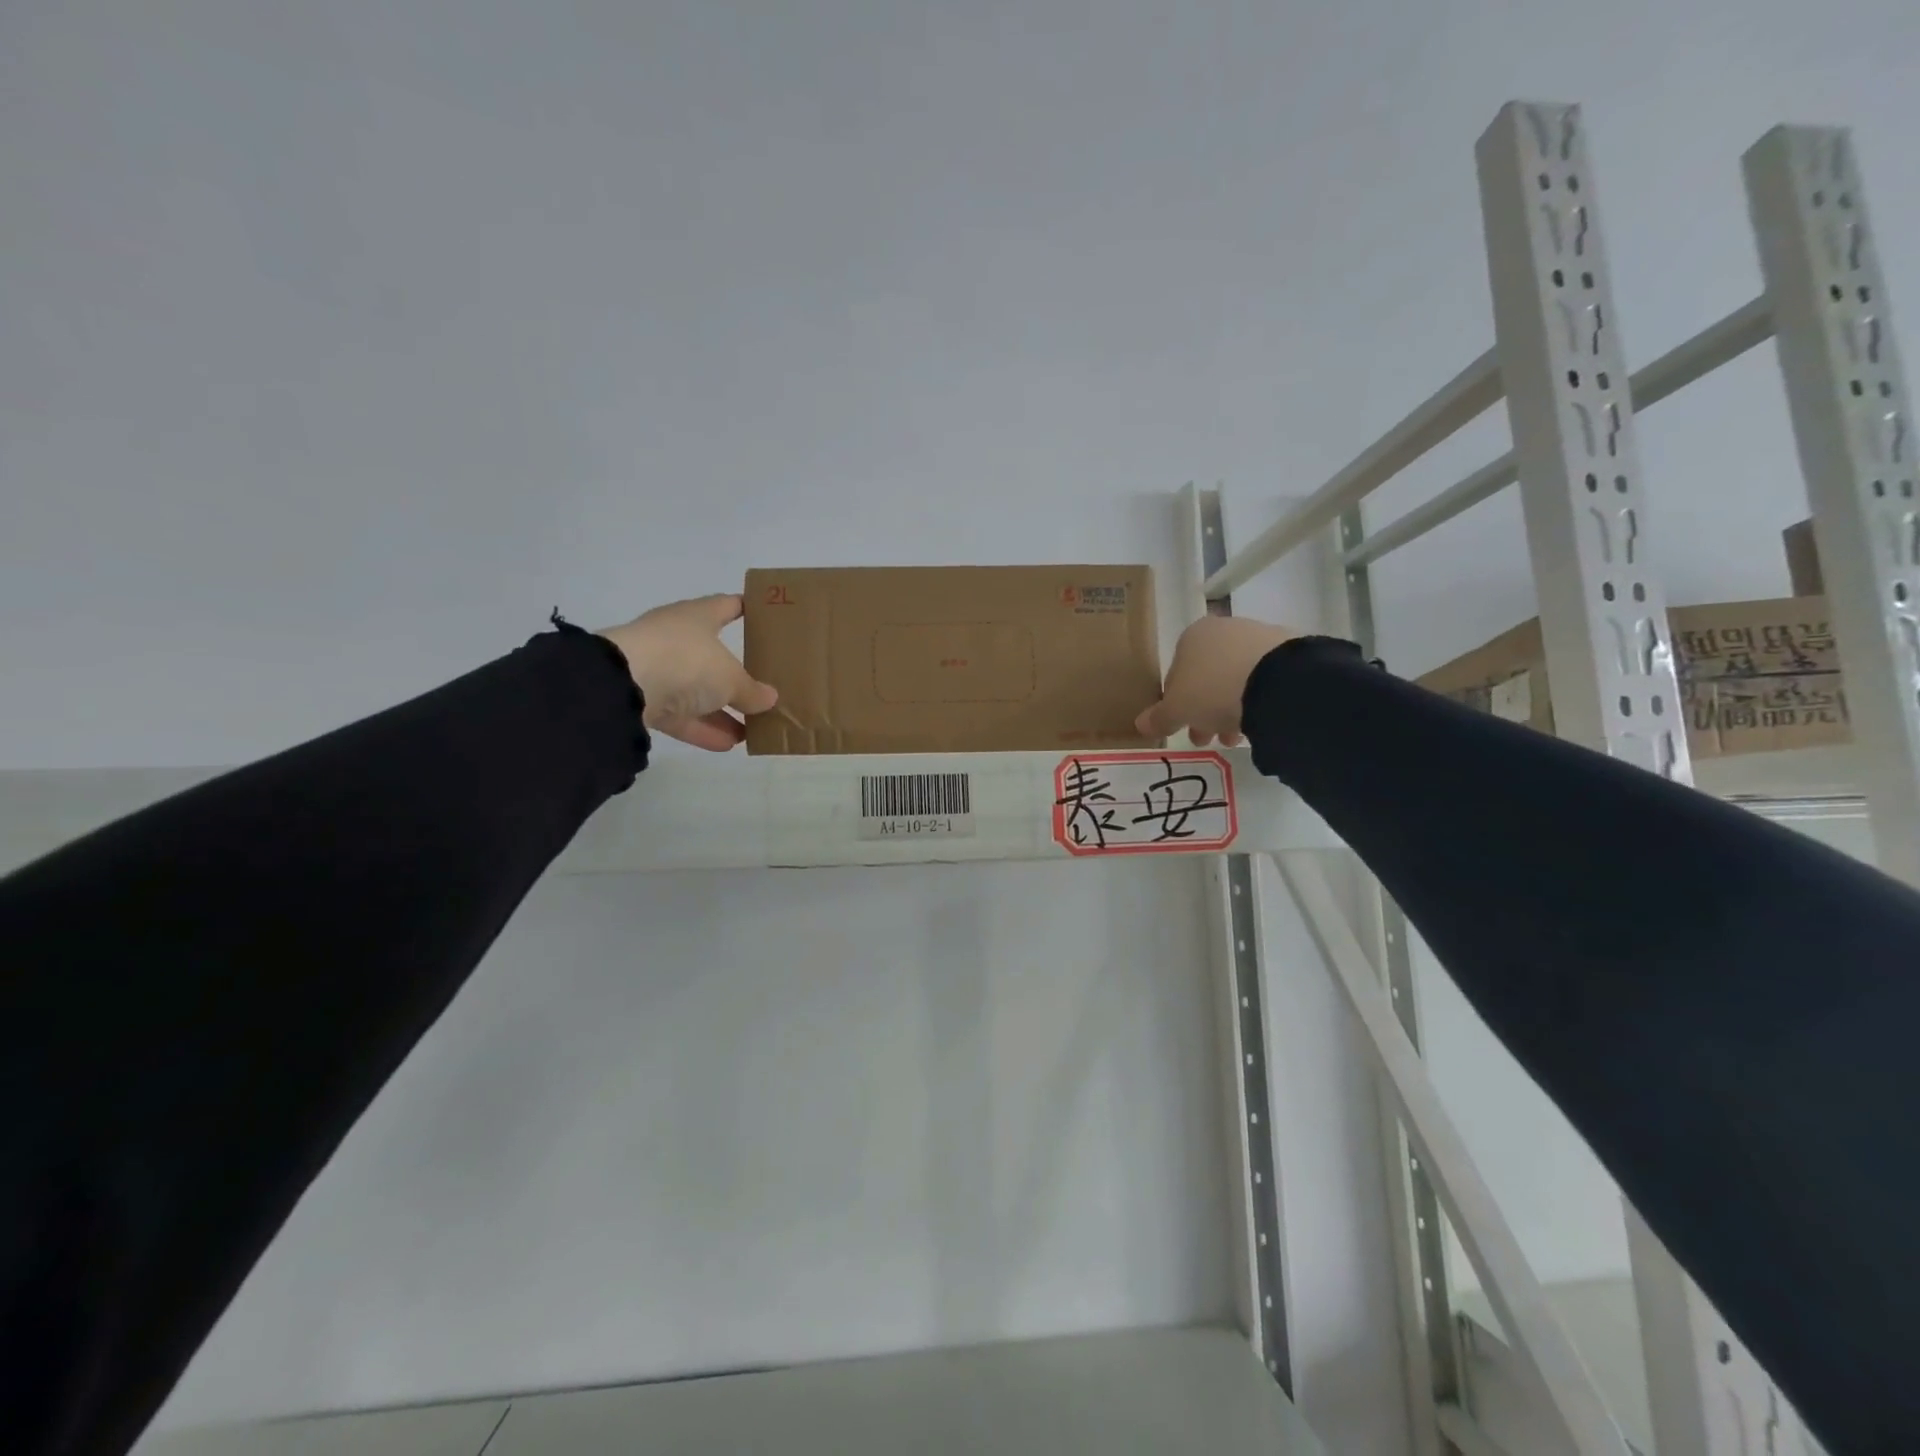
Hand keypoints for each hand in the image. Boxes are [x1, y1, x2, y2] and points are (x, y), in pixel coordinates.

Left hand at [598, 595, 777, 751]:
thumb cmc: (686, 662)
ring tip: (751, 729)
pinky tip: (727, 744)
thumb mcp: (730, 678)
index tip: (765, 616)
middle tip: (764, 687)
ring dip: (722, 710)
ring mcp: (658, 669)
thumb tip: (769, 699)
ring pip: (697, 690)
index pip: (726, 605)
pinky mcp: (644, 701)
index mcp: (697, 617)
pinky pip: (681, 715)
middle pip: (712, 655)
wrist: (623, 686)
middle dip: (736, 674)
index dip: (745, 608)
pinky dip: (703, 728)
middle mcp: (676, 638)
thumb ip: (752, 690)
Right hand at [1135, 615, 1294, 747]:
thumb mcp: (1177, 710)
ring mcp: (1258, 635)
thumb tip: (1141, 724)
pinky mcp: (1288, 649)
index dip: (1176, 704)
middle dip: (1205, 711)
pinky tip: (1259, 720)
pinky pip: (1264, 678)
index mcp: (1191, 636)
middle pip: (1207, 676)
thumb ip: (1159, 717)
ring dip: (1231, 708)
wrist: (1276, 681)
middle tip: (1208, 739)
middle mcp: (1223, 629)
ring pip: (1236, 678)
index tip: (1183, 727)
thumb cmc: (1212, 690)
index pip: (1176, 673)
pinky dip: (1258, 698)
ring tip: (1236, 737)